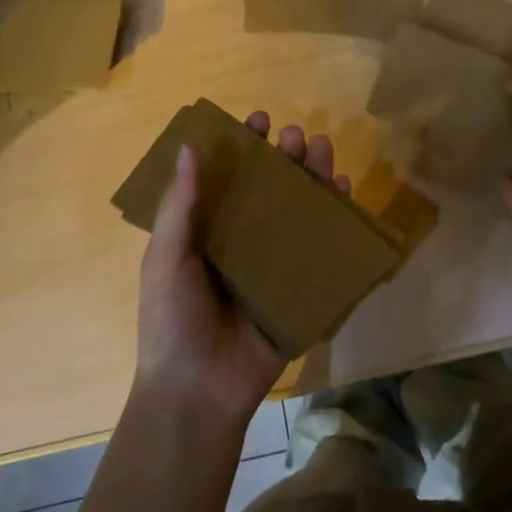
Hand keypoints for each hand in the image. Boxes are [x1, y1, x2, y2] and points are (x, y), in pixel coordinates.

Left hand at [134, 112, 350, 423]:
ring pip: (301, 211)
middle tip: (296, 136)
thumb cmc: (173, 321)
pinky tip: (345, 193)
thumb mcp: (166, 259)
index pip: (231, 179)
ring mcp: (277, 265)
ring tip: (323, 150)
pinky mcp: (303, 289)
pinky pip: (324, 249)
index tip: (258, 121)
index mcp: (210, 232)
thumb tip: (190, 147)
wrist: (199, 391)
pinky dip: (337, 220)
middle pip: (272, 189)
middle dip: (286, 158)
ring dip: (314, 178)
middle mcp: (246, 242)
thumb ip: (179, 206)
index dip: (245, 147)